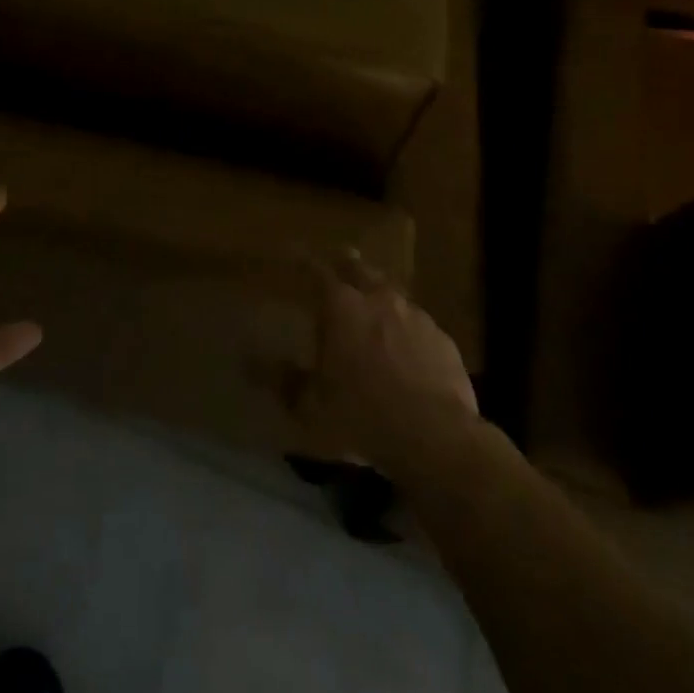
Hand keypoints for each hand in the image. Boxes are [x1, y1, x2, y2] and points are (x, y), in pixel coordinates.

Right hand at [292, 248, 477, 473]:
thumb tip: (249, 362)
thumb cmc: (362, 416)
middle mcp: (379, 300)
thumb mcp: (312, 406)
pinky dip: (408, 330)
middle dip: (348, 266)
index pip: (316, 271)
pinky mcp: (443, 340)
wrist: (435, 437)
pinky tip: (408, 351)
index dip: (304, 262)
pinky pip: (419, 326)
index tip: (295, 254)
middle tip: (341, 262)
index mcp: (341, 307)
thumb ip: (283, 380)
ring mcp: (416, 317)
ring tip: (375, 310)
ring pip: (393, 296)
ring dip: (380, 299)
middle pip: (360, 271)